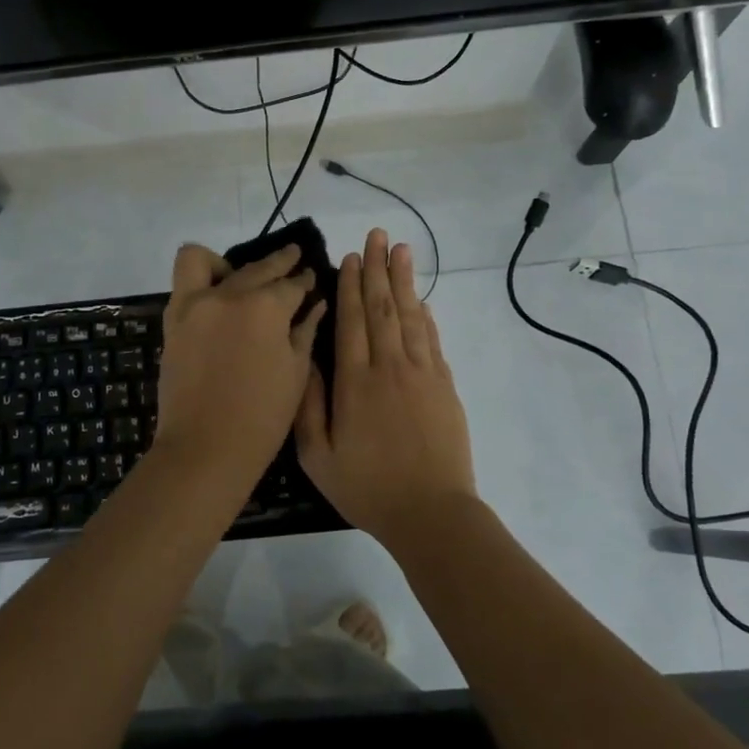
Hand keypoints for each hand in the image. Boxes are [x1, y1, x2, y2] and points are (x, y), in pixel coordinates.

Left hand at [154, 242, 326, 481]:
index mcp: (266, 308)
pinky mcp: (172, 320)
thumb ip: (305, 331)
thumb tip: (314, 304)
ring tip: (241, 278)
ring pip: (208, 261)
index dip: (305, 282)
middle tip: (294, 260)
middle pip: (257, 268)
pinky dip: (201, 280)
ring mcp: (194, 304)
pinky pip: (184, 282)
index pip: (292, 284)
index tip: (311, 279)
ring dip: (228, 263)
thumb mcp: (295, 373)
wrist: (206, 448)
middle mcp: (229, 295)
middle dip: (280, 263)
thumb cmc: (262, 418)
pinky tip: (217, 296)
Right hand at [295, 228, 476, 545]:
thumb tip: (304, 360)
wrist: (431, 513)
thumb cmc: (367, 487)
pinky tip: (421, 301)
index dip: (350, 286)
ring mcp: (422, 374)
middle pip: (382, 308)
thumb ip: (308, 405)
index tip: (350, 256)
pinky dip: (425, 317)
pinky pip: (432, 341)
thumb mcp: (318, 456)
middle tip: (377, 235)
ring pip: (410, 317)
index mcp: (355, 382)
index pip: (352, 322)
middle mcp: (389, 368)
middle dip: (377, 269)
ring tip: (401, 250)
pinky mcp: (444, 387)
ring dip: (404, 281)